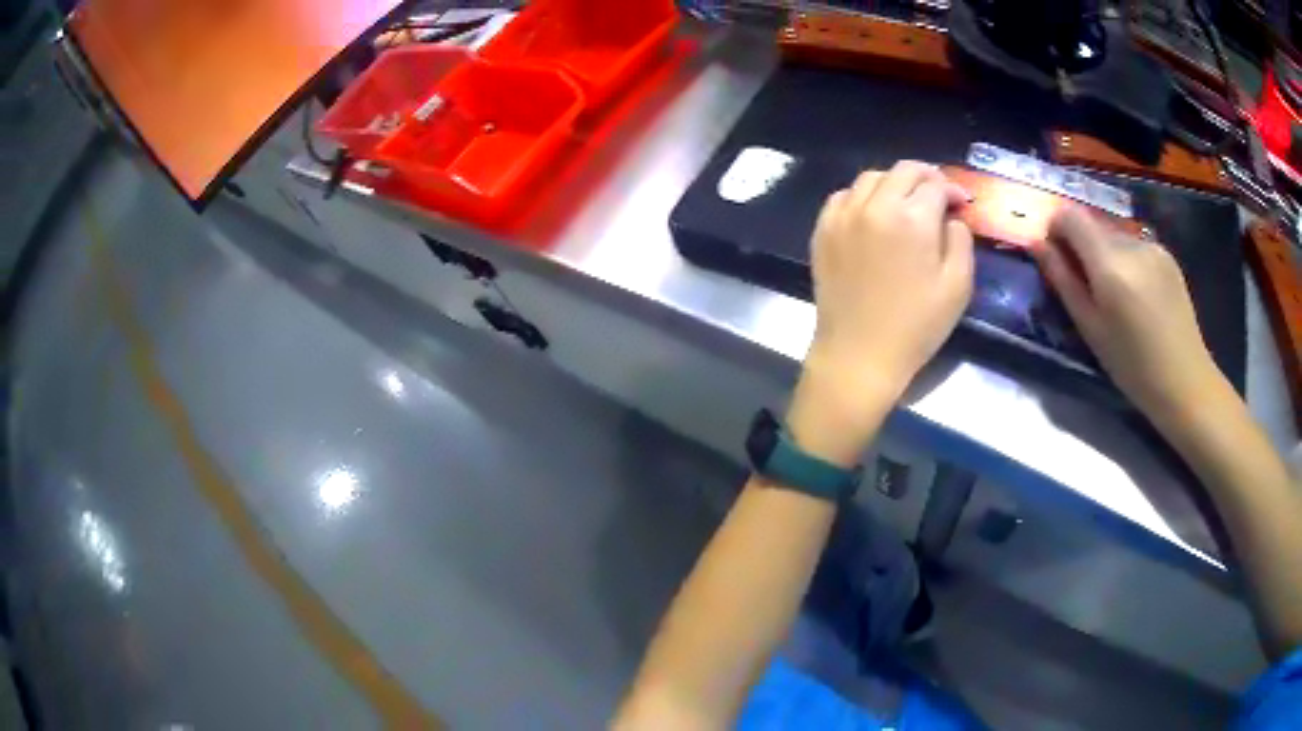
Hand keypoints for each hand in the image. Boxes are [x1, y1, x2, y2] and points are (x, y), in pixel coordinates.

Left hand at [789, 162, 973, 464]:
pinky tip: (873, 213)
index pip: (934, 184)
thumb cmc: (916, 326)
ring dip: (893, 182)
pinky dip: (862, 196)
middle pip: (902, 171)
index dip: (951, 189)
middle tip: (937, 194)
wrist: (859, 354)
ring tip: (906, 201)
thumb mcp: (957, 286)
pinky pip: (843, 196)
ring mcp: (843, 215)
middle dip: (925, 176)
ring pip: (870, 178)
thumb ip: (960, 240)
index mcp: (911, 218)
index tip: (959, 202)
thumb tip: (951, 216)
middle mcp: (874, 206)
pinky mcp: (823, 230)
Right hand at [1036, 207, 1228, 427]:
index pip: (1070, 216)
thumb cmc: (1132, 366)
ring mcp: (1152, 246)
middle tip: (1086, 286)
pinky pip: (1135, 246)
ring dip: (1106, 255)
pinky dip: (1127, 261)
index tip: (1055, 254)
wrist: (1185, 381)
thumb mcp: (1090, 328)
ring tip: (1116, 296)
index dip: (1056, 227)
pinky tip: (1138, 295)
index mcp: (1109, 263)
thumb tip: (1037, 244)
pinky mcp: (1167, 254)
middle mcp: (1131, 243)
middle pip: (1094, 226)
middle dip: (1082, 247)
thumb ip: (1062, 280)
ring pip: (1115, 237)